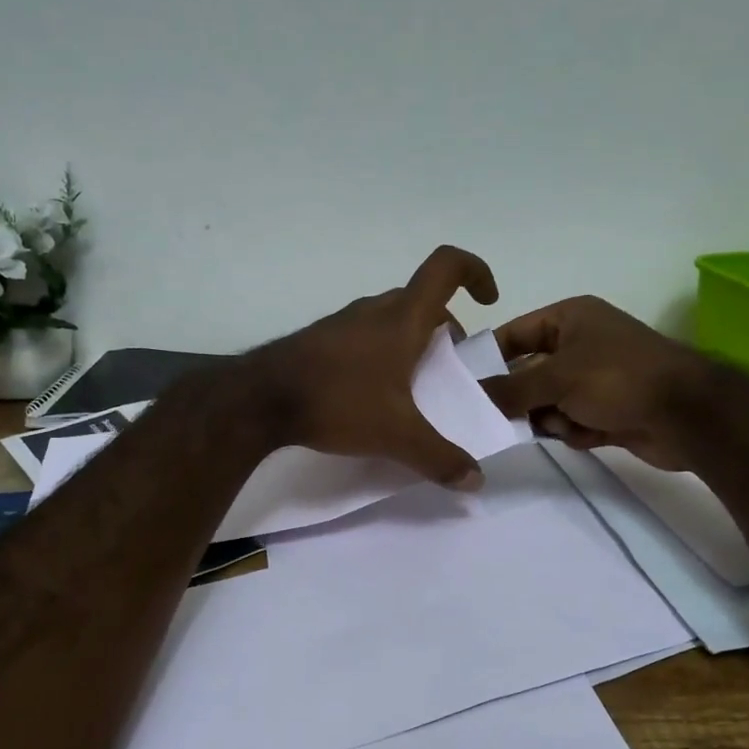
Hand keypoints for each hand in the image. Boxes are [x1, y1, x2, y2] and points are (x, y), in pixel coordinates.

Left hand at [243, 246, 499, 488]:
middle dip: (445, 327)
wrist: (260, 399)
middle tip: (449, 364)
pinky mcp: (319, 340)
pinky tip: (371, 392)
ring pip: (390, 317)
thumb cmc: (338, 402)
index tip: (489, 301)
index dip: (476, 271)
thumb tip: (476, 481)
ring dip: (411, 339)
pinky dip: (380, 351)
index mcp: (403, 319)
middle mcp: (374, 310)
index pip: (446, 267)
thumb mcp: (396, 436)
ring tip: (412, 384)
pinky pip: (363, 334)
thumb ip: (440, 458)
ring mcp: (342, 323)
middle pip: (421, 300)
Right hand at [481, 296, 707, 470]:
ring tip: (563, 424)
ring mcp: (596, 379)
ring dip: (550, 417)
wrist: (687, 415)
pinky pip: (571, 421)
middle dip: (521, 397)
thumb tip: (474, 396)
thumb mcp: (556, 378)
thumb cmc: (618, 378)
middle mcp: (581, 344)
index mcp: (570, 318)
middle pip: (529, 373)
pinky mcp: (608, 410)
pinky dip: (574, 430)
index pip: (514, 334)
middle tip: (500, 418)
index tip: (464, 386)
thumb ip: (510, 389)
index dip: (489, 358)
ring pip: (548, 402)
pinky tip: (588, 433)